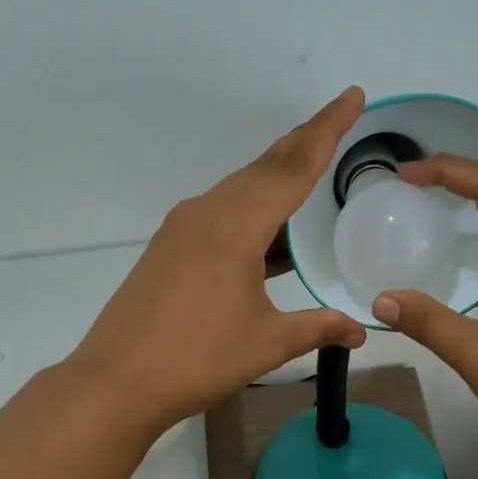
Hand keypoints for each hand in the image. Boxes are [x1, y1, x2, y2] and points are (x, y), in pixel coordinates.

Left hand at [66, 89, 369, 434]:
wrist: (116, 381)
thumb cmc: (197, 359)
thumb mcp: (267, 343)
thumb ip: (318, 328)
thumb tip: (361, 331)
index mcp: (235, 226)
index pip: (293, 167)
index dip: (327, 130)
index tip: (351, 96)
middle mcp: (207, 213)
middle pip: (264, 167)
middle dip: (304, 142)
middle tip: (339, 122)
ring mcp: (182, 229)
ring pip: (240, 190)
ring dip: (276, 178)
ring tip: (311, 172)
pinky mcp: (169, 248)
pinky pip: (221, 214)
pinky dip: (253, 211)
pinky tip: (270, 231)